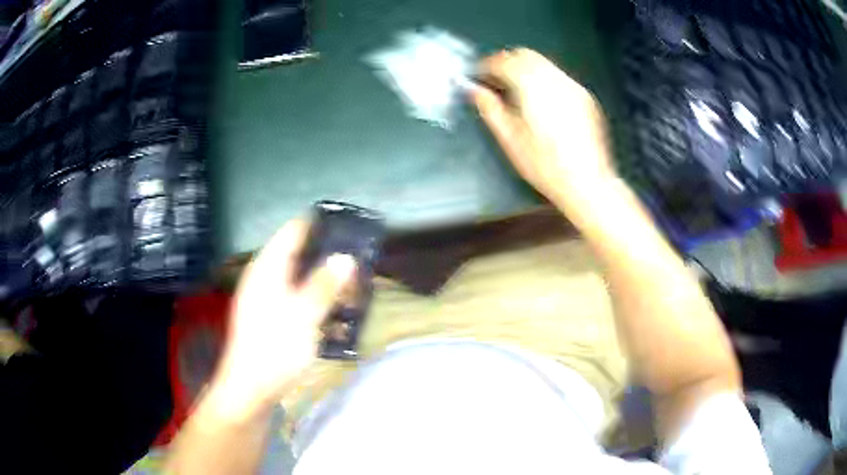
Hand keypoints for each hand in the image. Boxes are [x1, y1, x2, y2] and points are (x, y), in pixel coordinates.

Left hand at [210, 220, 355, 418]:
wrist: (251, 389)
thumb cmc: (275, 349)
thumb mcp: (303, 315)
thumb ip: (324, 285)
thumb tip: (345, 257)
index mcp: (267, 268)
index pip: (293, 231)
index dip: (319, 225)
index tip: (348, 224)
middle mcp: (264, 277)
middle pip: (297, 254)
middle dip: (326, 254)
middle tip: (358, 258)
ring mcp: (266, 299)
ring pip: (298, 277)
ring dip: (323, 278)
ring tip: (352, 282)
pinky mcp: (271, 318)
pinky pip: (297, 297)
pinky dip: (315, 297)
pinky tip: (333, 309)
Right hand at [473, 48, 615, 206]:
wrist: (587, 183)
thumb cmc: (544, 165)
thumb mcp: (510, 139)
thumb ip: (490, 108)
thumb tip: (474, 90)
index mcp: (532, 86)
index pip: (504, 61)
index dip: (486, 65)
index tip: (476, 77)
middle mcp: (555, 79)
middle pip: (525, 55)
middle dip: (506, 62)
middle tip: (494, 81)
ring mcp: (573, 86)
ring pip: (543, 64)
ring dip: (525, 69)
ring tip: (514, 90)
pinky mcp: (584, 97)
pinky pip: (558, 77)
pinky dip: (543, 79)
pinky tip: (540, 101)